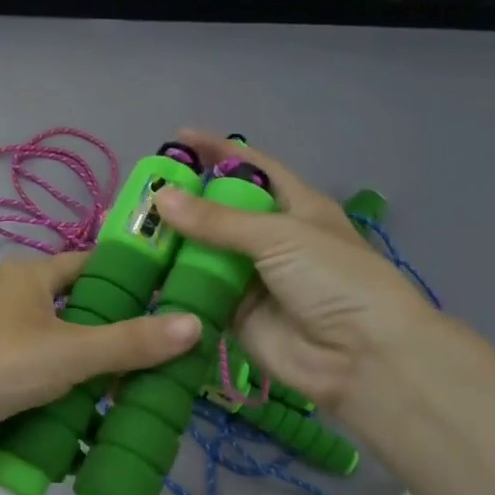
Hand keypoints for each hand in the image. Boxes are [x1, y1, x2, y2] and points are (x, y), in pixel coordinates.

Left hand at [0, 251, 202, 476]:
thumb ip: (130, 342)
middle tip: (168, 360)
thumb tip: (194, 323)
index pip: (93, 264)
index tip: (175, 299)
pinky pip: (39, 386)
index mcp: (31, 276)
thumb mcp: (70, 351)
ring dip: (92, 376)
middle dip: (118, 337)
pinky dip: (64, 402)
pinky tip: (94, 425)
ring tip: (142, 397)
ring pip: (60, 354)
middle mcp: (14, 302)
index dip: (133, 278)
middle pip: (79, 313)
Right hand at [149, 130, 436, 419]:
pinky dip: (175, 285)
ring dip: (174, 244)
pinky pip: (200, 293)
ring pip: (206, 253)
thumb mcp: (279, 236)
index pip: (253, 167)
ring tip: (131, 231)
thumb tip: (160, 197)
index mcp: (296, 206)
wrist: (363, 358)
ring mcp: (253, 278)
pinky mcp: (237, 315)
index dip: (219, 150)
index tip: (180, 137)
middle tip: (142, 192)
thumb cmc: (333, 279)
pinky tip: (141, 274)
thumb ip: (217, 220)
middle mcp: (273, 238)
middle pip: (222, 211)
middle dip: (186, 201)